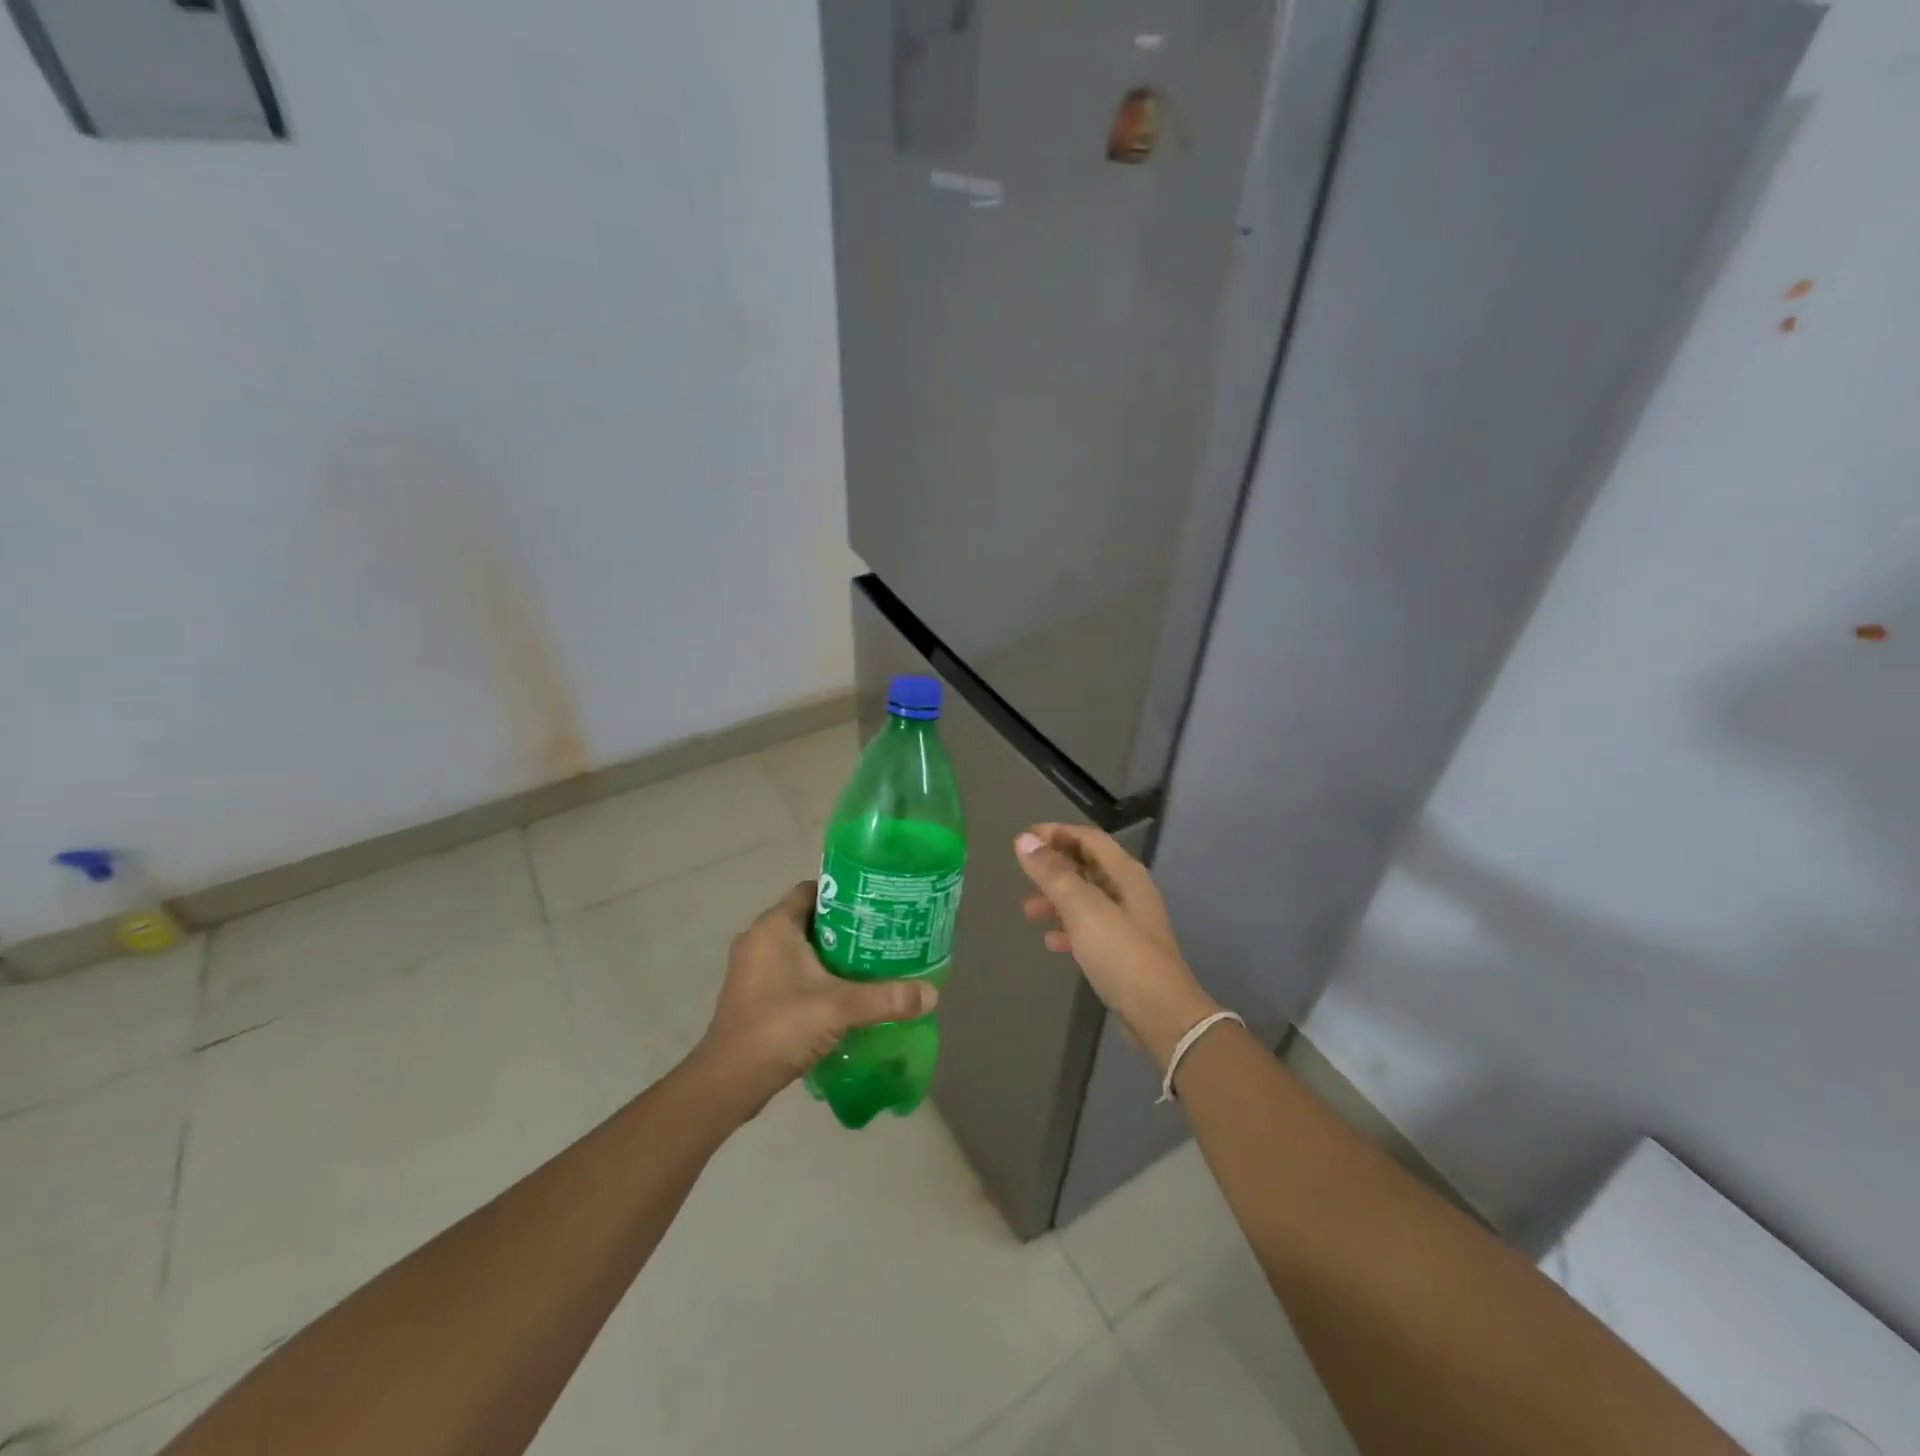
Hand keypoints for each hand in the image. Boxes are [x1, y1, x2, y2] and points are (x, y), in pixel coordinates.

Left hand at [690, 880, 937, 1118]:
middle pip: (808, 918)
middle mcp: (759, 938)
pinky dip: (813, 974)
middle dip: (844, 925)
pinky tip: (841, 992)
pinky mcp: (751, 993)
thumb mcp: (840, 1009)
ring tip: (868, 962)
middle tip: (881, 934)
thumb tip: (933, 994)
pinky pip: (788, 970)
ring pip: (798, 947)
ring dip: (829, 953)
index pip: (813, 890)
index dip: (845, 893)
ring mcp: (751, 967)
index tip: (876, 904)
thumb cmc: (780, 1027)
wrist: (728, 1082)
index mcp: (774, 926)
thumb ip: (887, 998)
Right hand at [1015, 825, 1218, 1068]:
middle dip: (1053, 867)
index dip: (1056, 833)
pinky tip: (1051, 942)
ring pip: (1086, 898)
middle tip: (1023, 875)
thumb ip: (1053, 874)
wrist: (1161, 1014)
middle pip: (1087, 866)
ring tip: (1029, 912)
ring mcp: (1128, 922)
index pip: (1088, 838)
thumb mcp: (1083, 909)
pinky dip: (1069, 928)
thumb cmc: (1121, 953)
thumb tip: (1024, 840)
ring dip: (1057, 899)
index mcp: (1125, 873)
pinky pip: (1090, 928)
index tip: (1024, 839)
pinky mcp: (1124, 951)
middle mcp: (1129, 891)